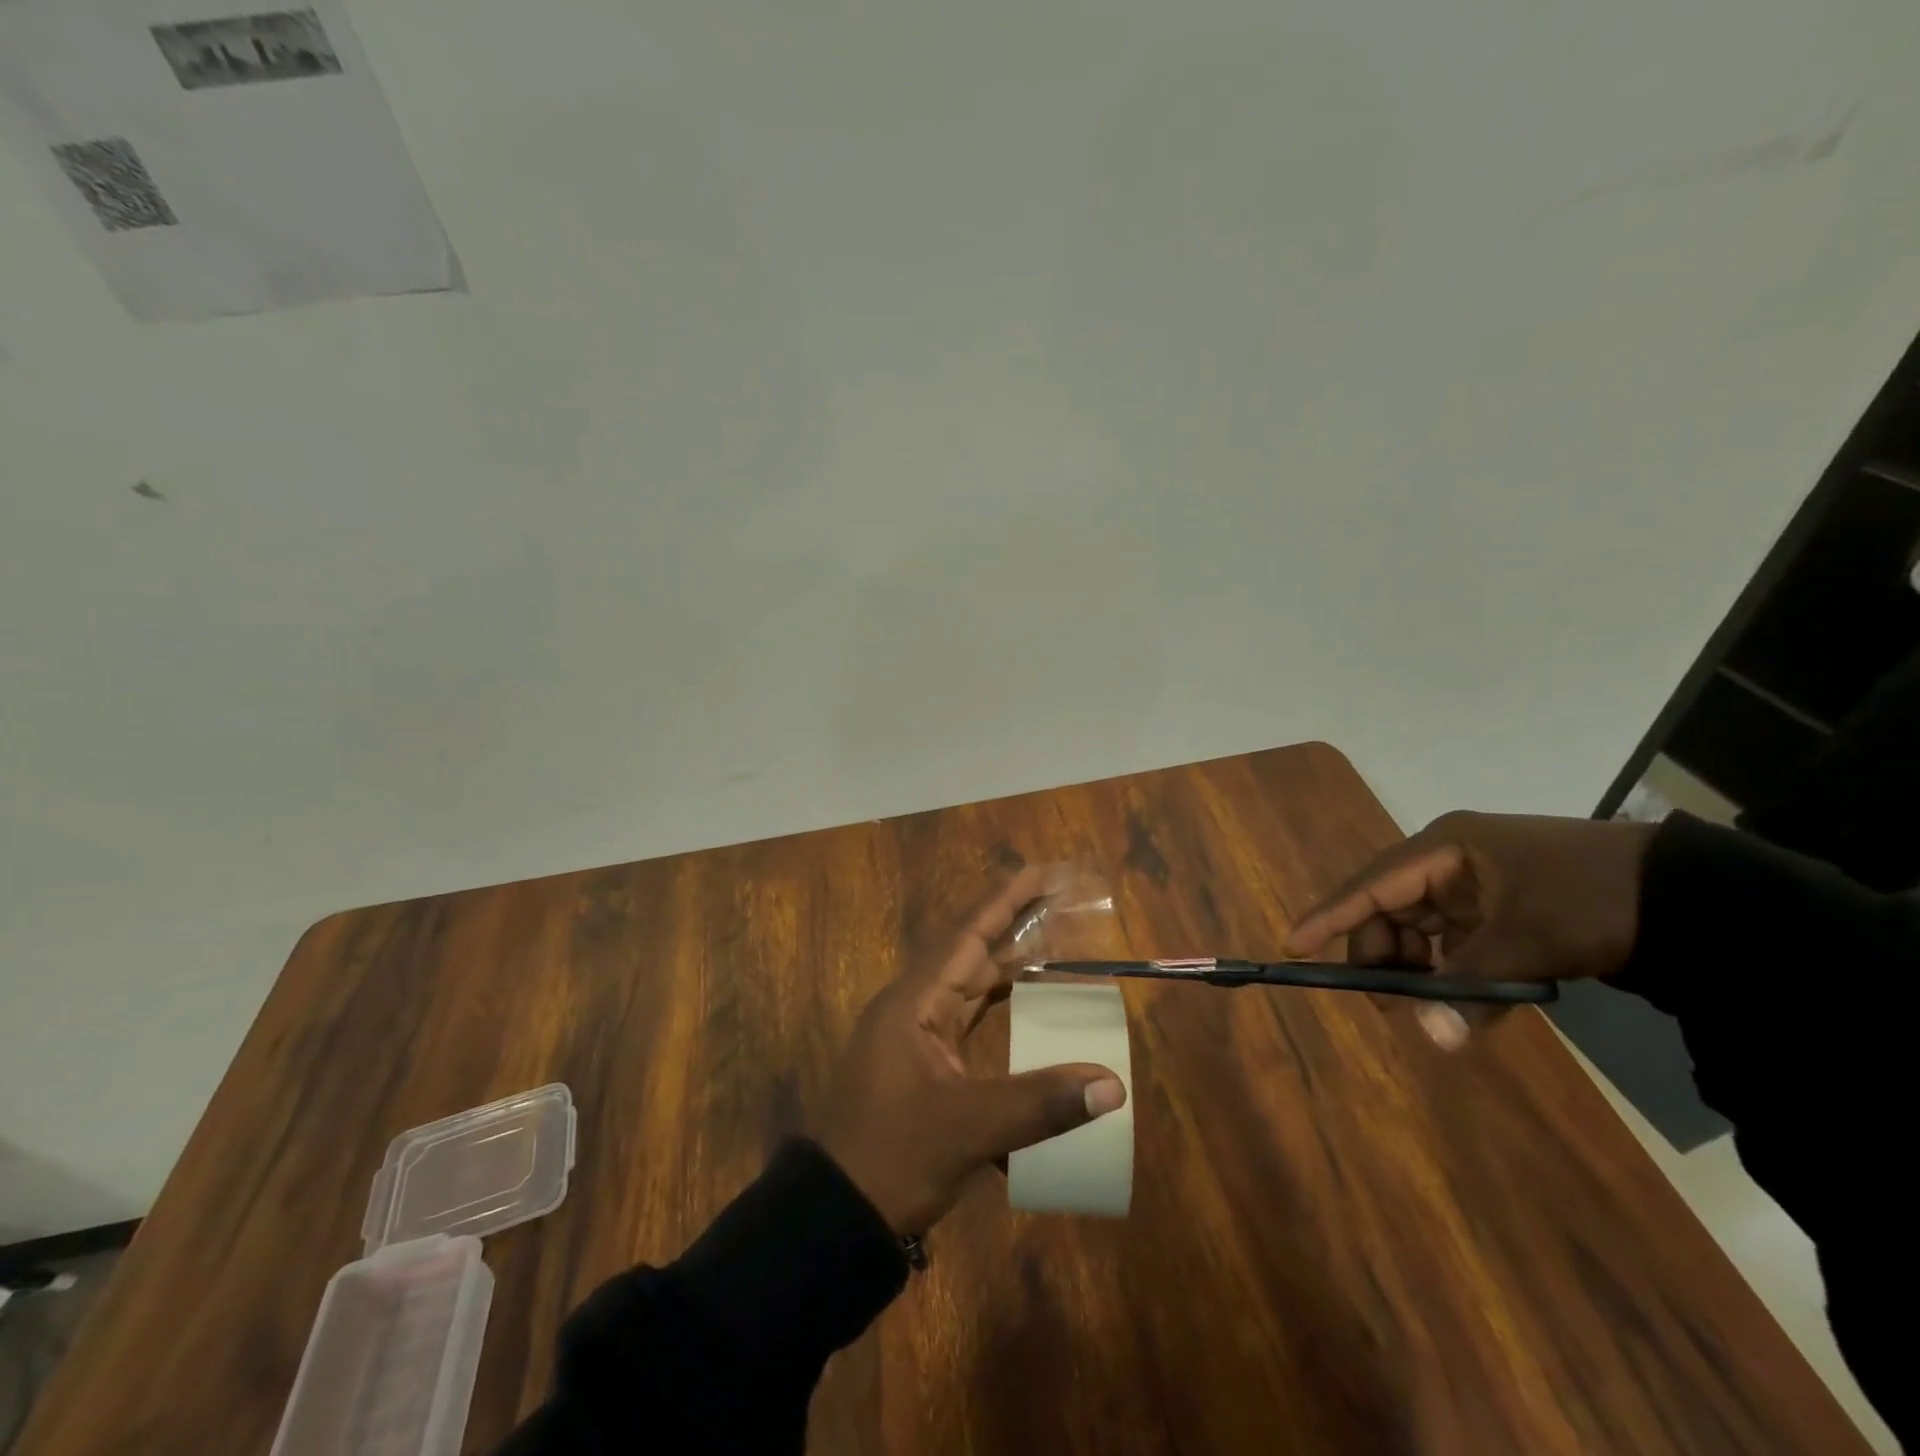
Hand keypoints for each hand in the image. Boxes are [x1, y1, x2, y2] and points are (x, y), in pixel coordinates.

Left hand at [815, 866, 1127, 1235]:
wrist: (836, 1217)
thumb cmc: (892, 1157)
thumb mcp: (967, 1129)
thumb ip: (1040, 1105)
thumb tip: (1112, 1086)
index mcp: (914, 1002)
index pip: (968, 935)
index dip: (1007, 901)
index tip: (1043, 874)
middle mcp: (914, 1008)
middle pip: (972, 954)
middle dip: (1015, 927)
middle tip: (1060, 904)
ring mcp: (915, 1038)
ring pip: (969, 988)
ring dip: (1009, 969)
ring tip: (1054, 947)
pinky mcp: (922, 1068)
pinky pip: (966, 1024)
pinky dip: (997, 1014)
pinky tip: (1028, 1015)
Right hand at [1283, 811, 1656, 1045]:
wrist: (1691, 897)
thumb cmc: (1592, 900)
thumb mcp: (1530, 942)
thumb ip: (1473, 988)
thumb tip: (1433, 1040)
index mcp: (1444, 850)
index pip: (1371, 885)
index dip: (1330, 916)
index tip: (1294, 946)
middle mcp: (1448, 863)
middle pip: (1390, 910)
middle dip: (1383, 956)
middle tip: (1386, 1004)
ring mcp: (1473, 886)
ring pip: (1420, 930)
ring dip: (1418, 970)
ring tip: (1427, 1009)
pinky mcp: (1497, 910)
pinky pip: (1452, 942)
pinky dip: (1449, 972)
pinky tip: (1457, 1000)